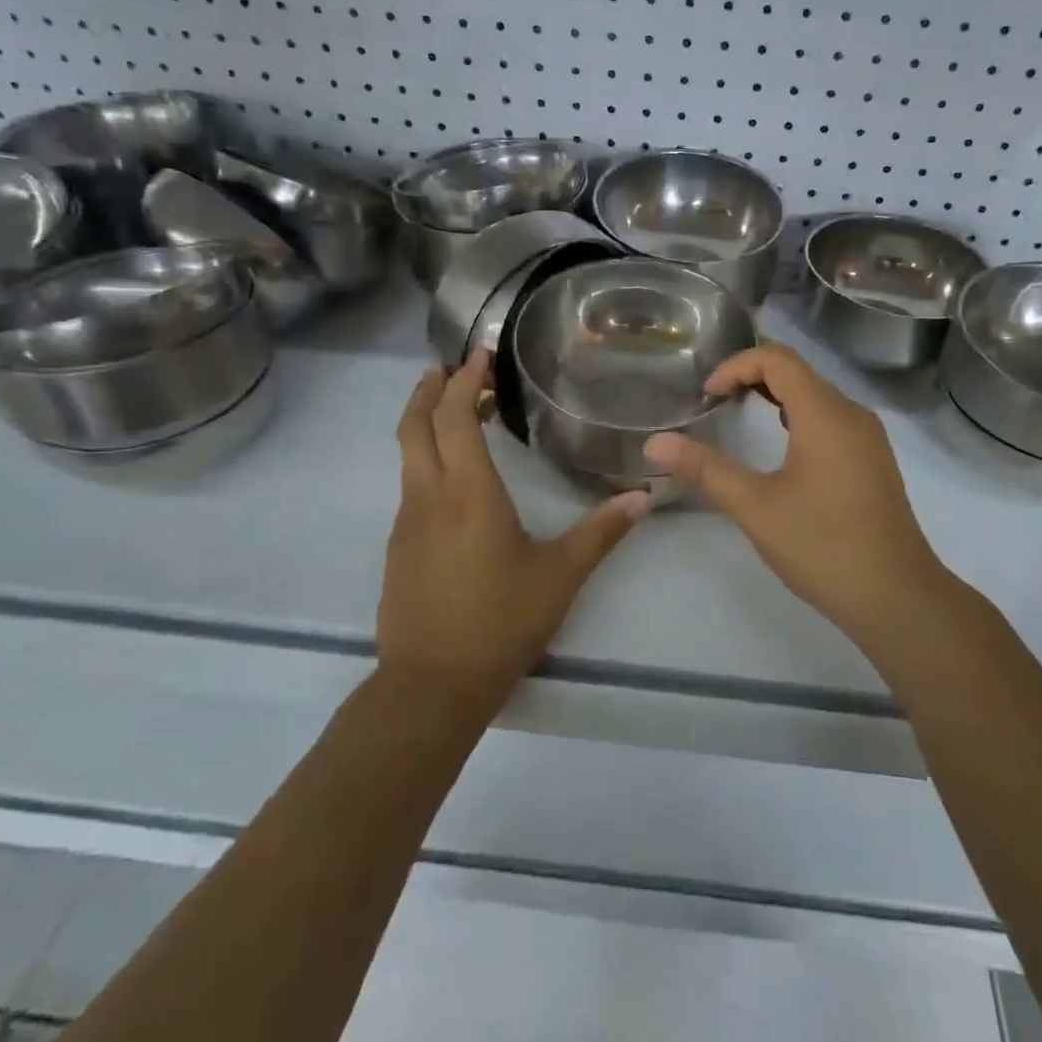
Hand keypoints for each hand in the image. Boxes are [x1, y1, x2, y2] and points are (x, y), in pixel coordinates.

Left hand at [379, 351, 648, 703]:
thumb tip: (643, 496)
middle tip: (449, 368)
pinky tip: (452, 481)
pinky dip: (425, 461)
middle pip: (415, 426)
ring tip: (453, 413)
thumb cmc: (500, 622)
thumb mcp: (560, 575)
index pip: (454, 417)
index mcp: (468, 492)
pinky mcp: (398, 548)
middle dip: (429, 390)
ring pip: (407, 456)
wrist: (432, 685)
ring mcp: (405, 523)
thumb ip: (602, 531)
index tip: (478, 356)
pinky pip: (410, 487)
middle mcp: (428, 496)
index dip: (463, 381)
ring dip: (424, 425)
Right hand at [643, 343, 958, 661]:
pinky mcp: (872, 461)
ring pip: (816, 396)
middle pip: (798, 372)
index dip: (736, 365)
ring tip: (739, 419)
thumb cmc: (823, 546)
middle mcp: (852, 414)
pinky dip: (797, 418)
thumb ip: (705, 469)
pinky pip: (830, 419)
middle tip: (715, 404)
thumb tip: (654, 442)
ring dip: (775, 398)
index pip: (778, 359)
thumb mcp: (755, 506)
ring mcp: (868, 438)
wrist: (896, 596)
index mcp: (826, 414)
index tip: (707, 396)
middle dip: (752, 378)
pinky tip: (780, 451)